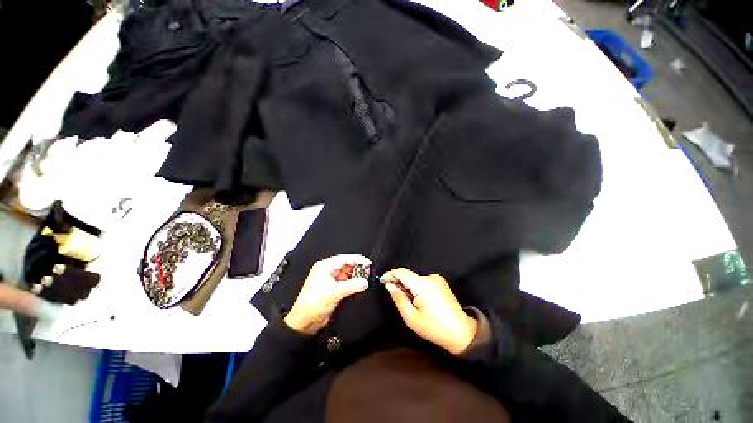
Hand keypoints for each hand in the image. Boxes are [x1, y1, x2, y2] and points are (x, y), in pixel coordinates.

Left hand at [284, 255, 370, 334]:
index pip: (345, 258)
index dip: (358, 260)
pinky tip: (357, 286)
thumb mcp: (334, 292)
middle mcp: (327, 271)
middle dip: (357, 269)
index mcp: (325, 266)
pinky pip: (346, 282)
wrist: (305, 322)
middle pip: (347, 265)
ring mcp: (330, 280)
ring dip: (355, 277)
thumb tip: (364, 281)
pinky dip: (352, 283)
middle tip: (367, 274)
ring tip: (363, 281)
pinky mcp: (333, 288)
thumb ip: (352, 285)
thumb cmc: (312, 305)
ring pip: (347, 274)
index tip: (368, 264)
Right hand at [381, 268, 477, 355]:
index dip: (389, 274)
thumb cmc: (435, 328)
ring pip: (415, 278)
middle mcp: (430, 277)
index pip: (401, 272)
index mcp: (422, 284)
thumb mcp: (411, 317)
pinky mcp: (441, 282)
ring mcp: (437, 279)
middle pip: (408, 275)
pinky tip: (420, 300)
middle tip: (395, 295)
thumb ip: (398, 298)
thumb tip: (389, 285)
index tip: (382, 280)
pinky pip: (423, 281)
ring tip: (410, 302)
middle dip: (399, 282)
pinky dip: (417, 287)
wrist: (461, 332)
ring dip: (408, 286)